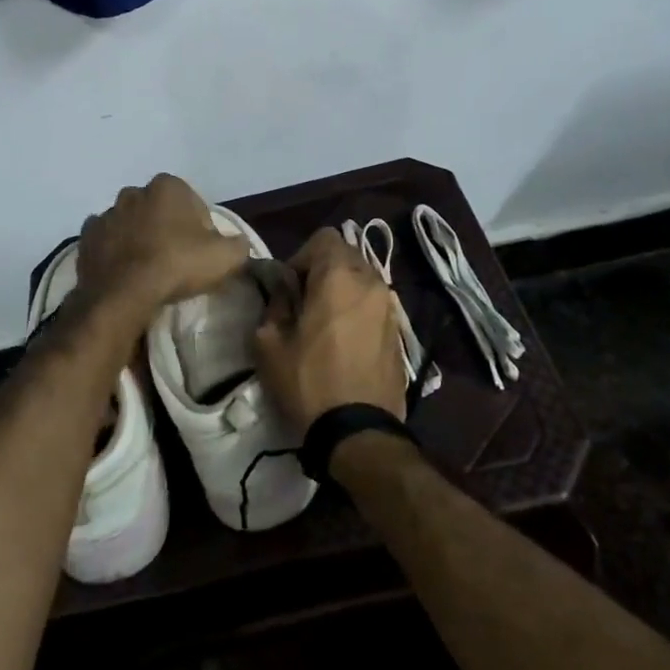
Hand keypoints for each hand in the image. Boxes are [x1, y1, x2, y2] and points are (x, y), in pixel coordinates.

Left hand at [75, 174, 250, 310]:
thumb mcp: (227, 257)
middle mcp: (134, 191)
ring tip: (149, 270)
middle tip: (176, 261)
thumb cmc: (177, 265)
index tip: (201, 254)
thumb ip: (238, 244)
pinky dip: (115, 252)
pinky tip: (125, 272)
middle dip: (167, 229)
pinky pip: (107, 241)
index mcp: (168, 185)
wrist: (124, 294)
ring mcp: (106, 213)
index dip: (200, 230)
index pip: (193, 205)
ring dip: (139, 239)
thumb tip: (237, 244)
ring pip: (131, 224)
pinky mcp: (86, 237)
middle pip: (159, 211)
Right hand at [253, 228, 405, 436]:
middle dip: (323, 271)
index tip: (290, 286)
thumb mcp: (269, 343)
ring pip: (363, 281)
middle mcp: (372, 282)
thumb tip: (284, 290)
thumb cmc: (308, 382)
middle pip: (347, 256)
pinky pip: (375, 306)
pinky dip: (358, 312)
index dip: (302, 255)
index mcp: (339, 277)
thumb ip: (275, 303)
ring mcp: (391, 308)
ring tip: (325, 325)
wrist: (359, 432)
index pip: (324, 237)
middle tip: (304, 304)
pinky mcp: (400, 333)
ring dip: (343, 292)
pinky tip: (345, 344)